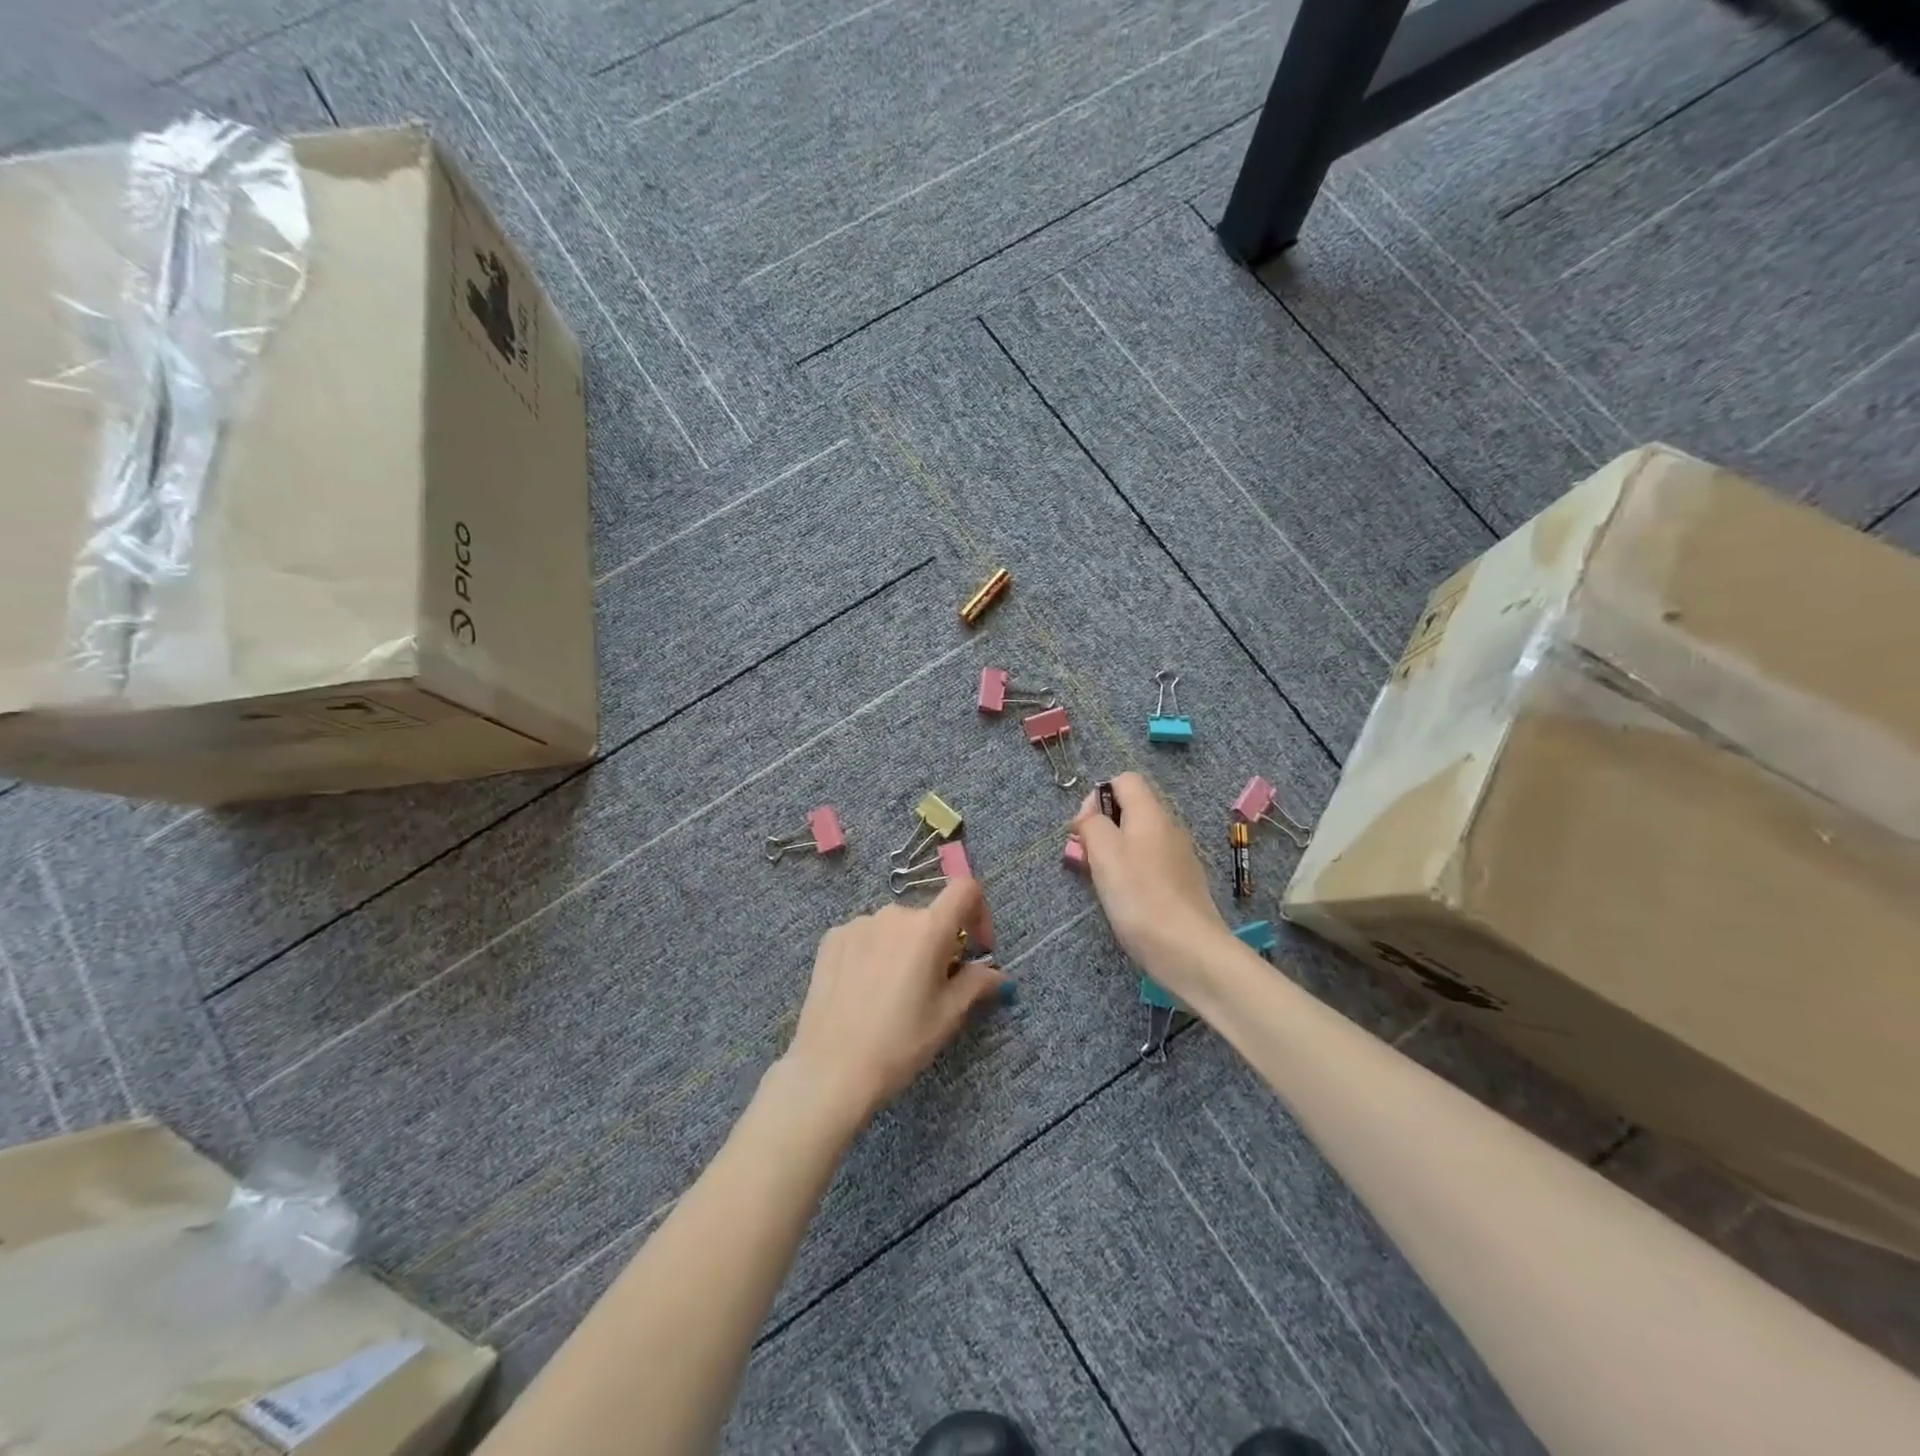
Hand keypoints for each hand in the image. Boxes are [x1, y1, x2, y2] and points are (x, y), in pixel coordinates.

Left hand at [777, 880, 1006, 1134]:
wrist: (831, 1068)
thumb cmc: (900, 1042)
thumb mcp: (948, 1016)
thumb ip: (977, 983)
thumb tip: (997, 974)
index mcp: (928, 928)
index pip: (965, 889)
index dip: (979, 912)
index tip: (976, 949)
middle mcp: (893, 914)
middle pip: (928, 916)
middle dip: (939, 943)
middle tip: (934, 986)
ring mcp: (858, 923)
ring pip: (895, 928)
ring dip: (904, 948)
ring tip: (893, 992)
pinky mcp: (832, 938)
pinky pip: (866, 936)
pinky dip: (874, 953)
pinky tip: (864, 990)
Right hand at [1071, 771, 1232, 994]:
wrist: (1188, 949)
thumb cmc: (1139, 895)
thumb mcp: (1103, 853)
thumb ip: (1092, 824)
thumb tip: (1091, 815)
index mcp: (1151, 813)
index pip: (1124, 780)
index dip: (1097, 796)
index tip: (1084, 829)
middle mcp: (1169, 827)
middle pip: (1130, 810)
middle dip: (1102, 828)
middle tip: (1087, 859)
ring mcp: (1180, 856)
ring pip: (1139, 839)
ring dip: (1115, 853)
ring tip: (1102, 883)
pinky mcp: (1183, 884)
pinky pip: (1151, 864)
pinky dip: (1133, 873)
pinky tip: (1126, 899)